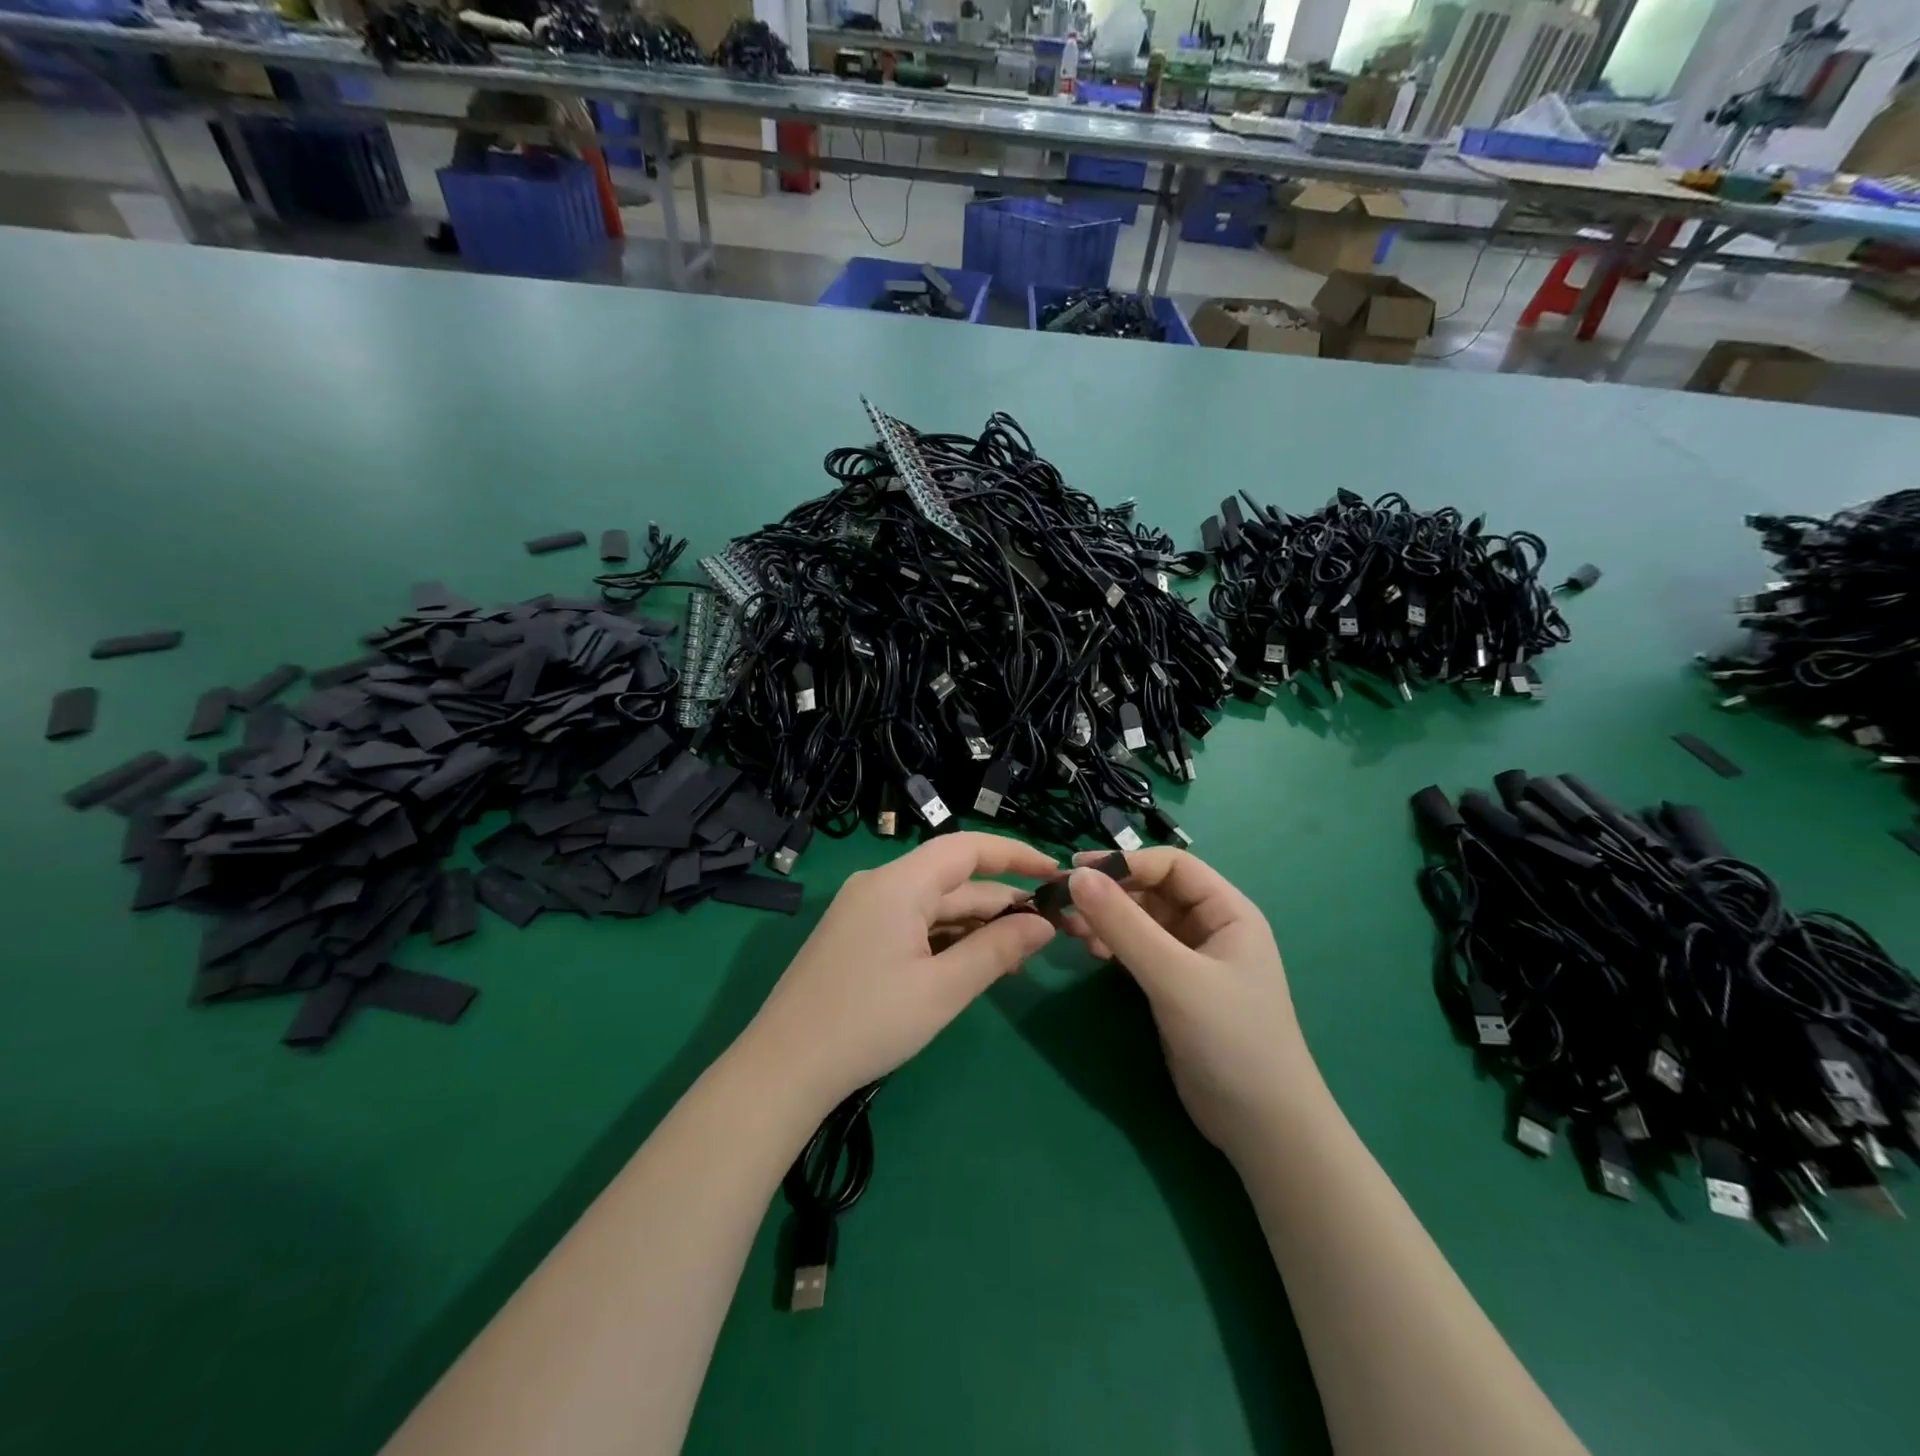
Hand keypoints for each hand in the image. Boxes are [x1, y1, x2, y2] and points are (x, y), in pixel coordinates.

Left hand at [744, 832, 1057, 1109]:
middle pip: (953, 881)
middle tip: (1049, 931)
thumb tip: (1043, 924)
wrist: (783, 1068)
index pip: (967, 848)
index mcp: (898, 883)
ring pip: (934, 905)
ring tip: (1020, 956)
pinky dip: (947, 939)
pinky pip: (913, 924)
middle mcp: (879, 884)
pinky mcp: (856, 935)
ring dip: (976, 925)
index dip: (1015, 854)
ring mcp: (864, 910)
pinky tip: (974, 963)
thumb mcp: (942, 990)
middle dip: (1001, 903)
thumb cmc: (868, 1024)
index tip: (1055, 872)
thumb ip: (997, 950)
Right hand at [1063, 849, 1314, 1156]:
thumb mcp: (1174, 977)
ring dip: (1106, 919)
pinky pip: (1138, 950)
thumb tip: (1075, 876)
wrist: (1262, 1128)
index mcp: (1227, 911)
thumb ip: (1124, 925)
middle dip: (1110, 893)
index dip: (1125, 862)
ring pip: (1141, 921)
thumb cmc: (1230, 1039)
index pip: (1171, 865)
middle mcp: (1210, 927)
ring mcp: (1192, 959)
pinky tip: (1091, 952)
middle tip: (1063, 902)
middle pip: (1153, 890)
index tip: (1076, 871)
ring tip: (1070, 930)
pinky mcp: (1175, 988)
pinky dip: (1113, 945)